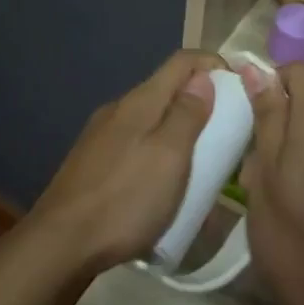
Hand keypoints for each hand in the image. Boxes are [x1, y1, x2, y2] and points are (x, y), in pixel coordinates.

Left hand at [28, 50, 242, 275]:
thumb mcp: (168, 157)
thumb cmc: (124, 200)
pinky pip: (136, 146)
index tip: (241, 90)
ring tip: (202, 164)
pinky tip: (164, 185)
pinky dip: (159, 154)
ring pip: (151, 121)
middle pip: (166, 91)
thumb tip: (202, 77)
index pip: (181, 62)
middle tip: (228, 136)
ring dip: (180, 132)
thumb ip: (187, 115)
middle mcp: (117, 111)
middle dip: (201, 103)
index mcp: (138, 102)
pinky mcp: (93, 164)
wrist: (62, 243)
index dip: (214, 65)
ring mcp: (101, 138)